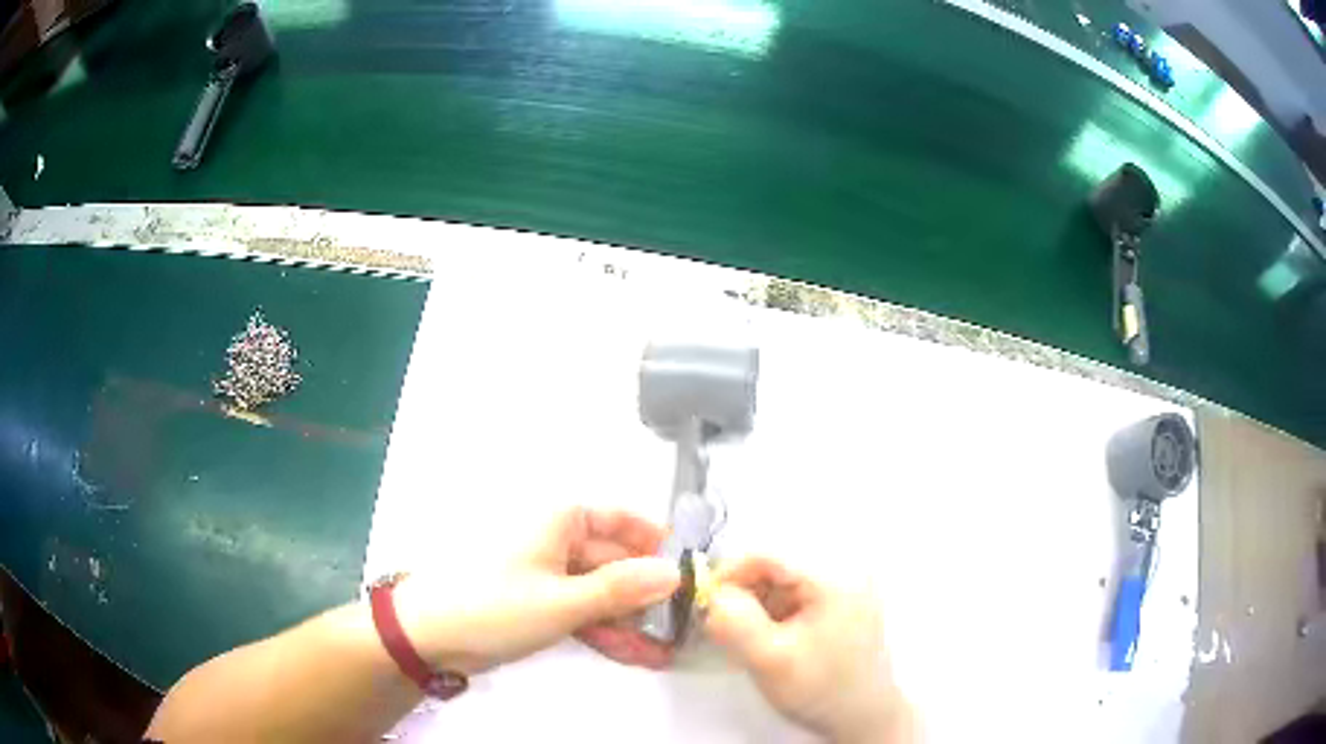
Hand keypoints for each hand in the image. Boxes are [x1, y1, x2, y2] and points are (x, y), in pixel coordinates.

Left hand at [393, 507, 680, 674]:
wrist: (428, 635)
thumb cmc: (494, 605)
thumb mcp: (563, 601)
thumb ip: (621, 589)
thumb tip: (675, 573)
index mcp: (560, 520)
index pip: (621, 519)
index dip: (656, 542)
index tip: (689, 570)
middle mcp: (557, 541)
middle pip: (615, 561)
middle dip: (646, 595)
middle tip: (683, 625)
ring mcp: (547, 575)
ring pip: (601, 592)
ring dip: (630, 620)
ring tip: (664, 650)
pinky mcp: (538, 604)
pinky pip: (581, 611)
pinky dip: (604, 630)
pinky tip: (635, 655)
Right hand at [703, 557, 911, 743]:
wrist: (863, 717)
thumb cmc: (820, 688)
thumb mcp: (770, 660)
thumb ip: (735, 623)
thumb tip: (711, 595)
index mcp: (833, 576)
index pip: (767, 554)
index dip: (728, 573)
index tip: (703, 603)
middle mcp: (845, 570)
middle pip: (776, 565)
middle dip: (743, 592)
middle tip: (721, 625)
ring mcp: (847, 585)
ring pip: (783, 579)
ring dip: (757, 603)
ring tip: (746, 637)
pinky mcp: (843, 602)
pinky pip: (797, 594)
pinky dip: (774, 611)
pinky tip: (769, 637)